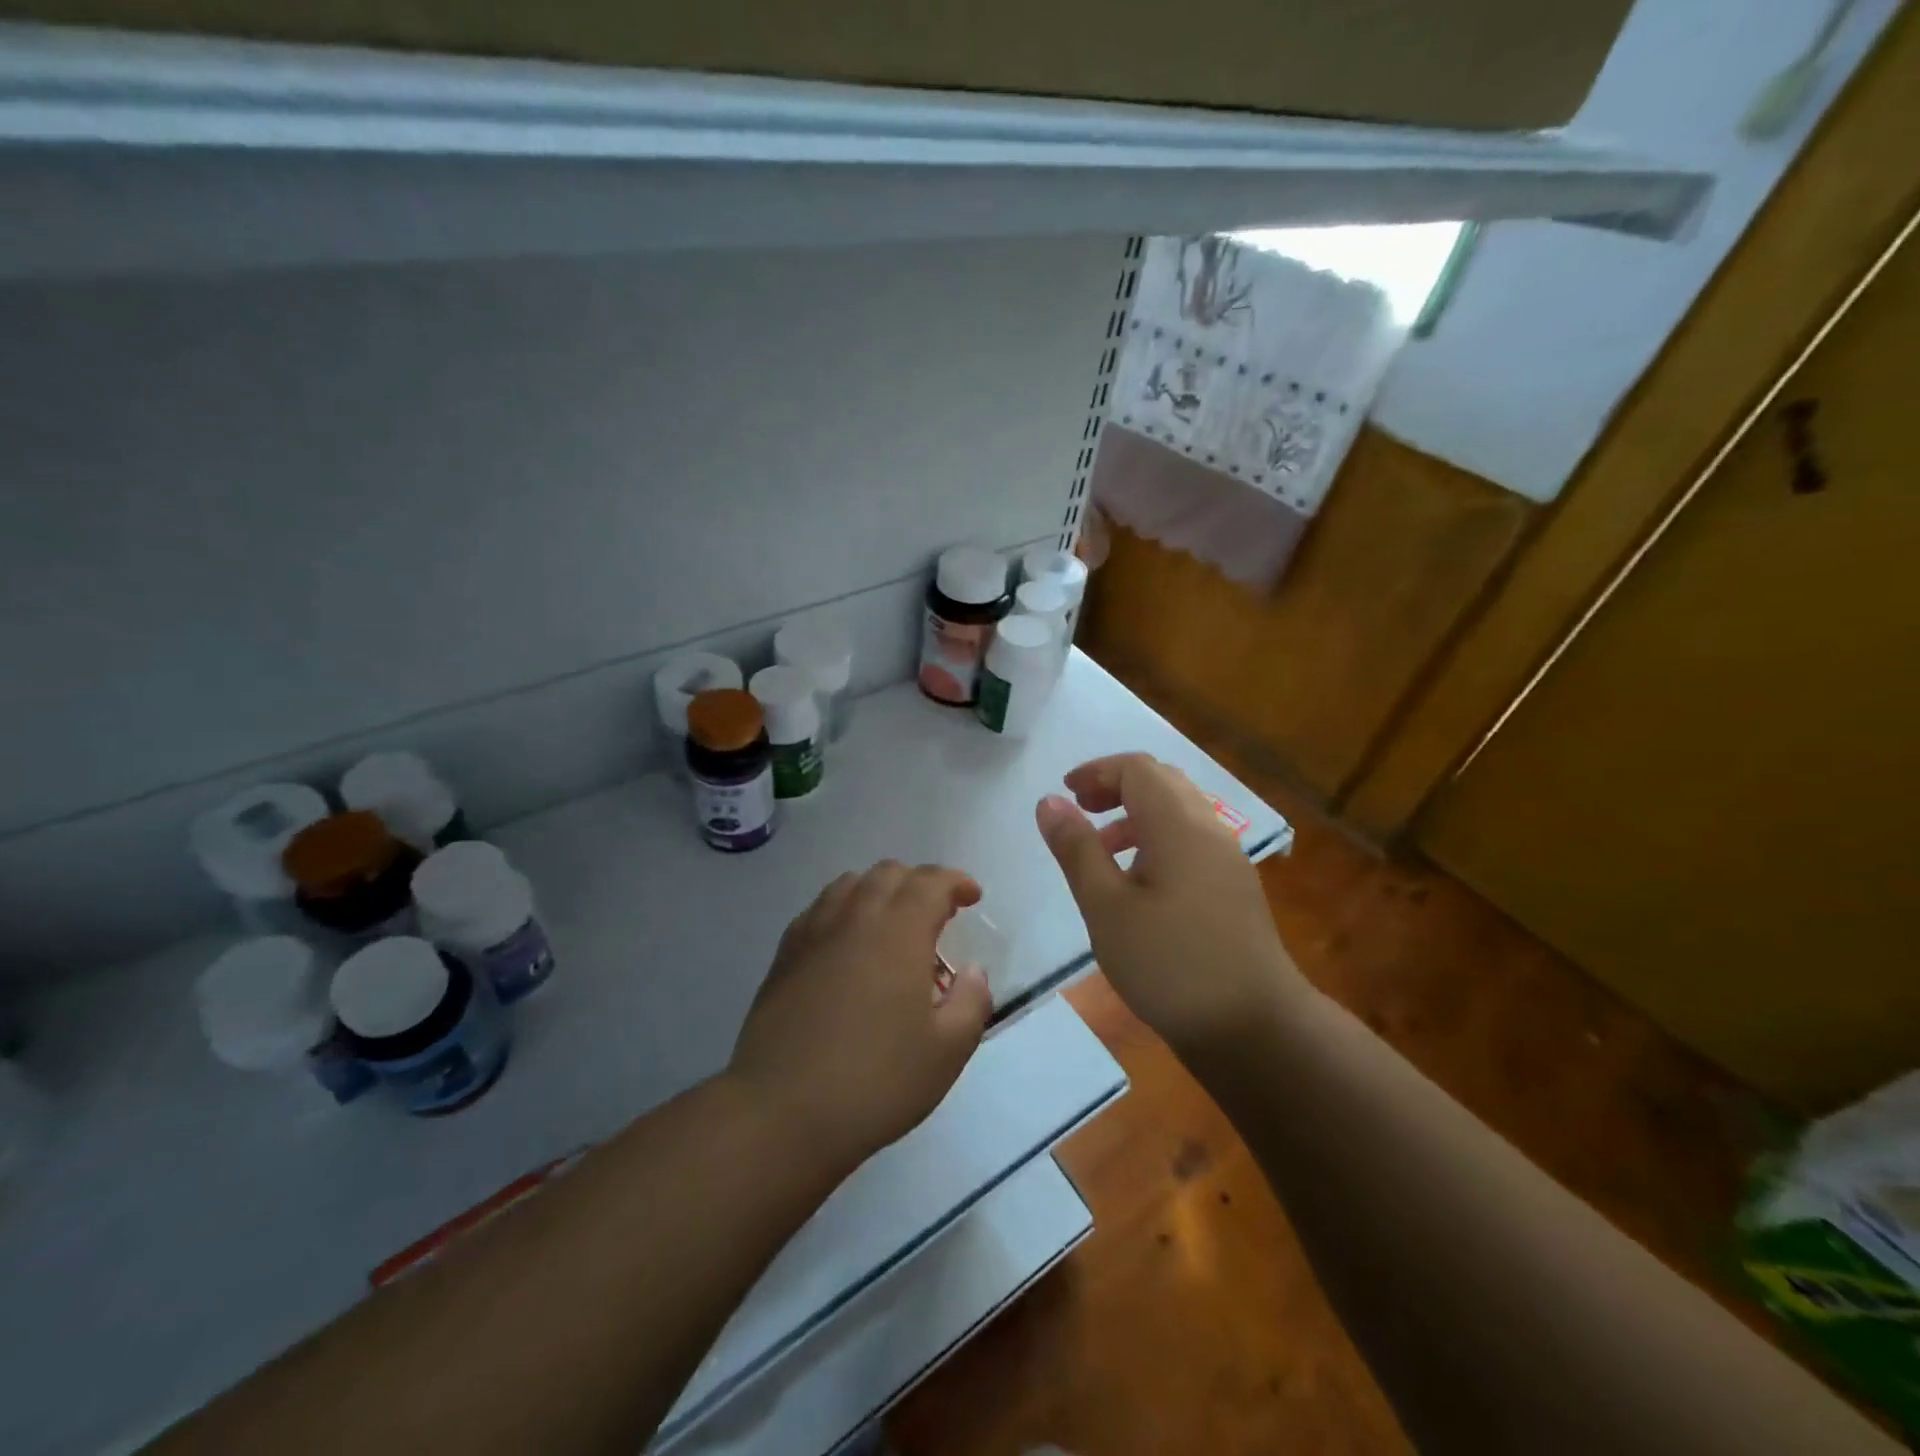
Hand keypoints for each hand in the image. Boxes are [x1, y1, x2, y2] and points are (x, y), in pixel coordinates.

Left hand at [728, 862, 993, 1176]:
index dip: (955, 882)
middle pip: (889, 873)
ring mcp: (813, 932)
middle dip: (919, 883)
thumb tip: (971, 971)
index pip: (931, 882)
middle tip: (937, 915)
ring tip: (892, 925)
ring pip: (850, 884)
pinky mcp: (784, 955)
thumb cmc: (875, 1081)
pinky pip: (820, 909)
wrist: (781, 1112)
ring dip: (880, 891)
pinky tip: (847, 944)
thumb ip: (971, 1002)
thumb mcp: (946, 1052)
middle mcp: (855, 916)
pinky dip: (844, 909)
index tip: (971, 897)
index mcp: (899, 931)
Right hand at [1036, 753, 1304, 1054]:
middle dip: (1116, 786)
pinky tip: (1139, 883)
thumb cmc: (1169, 963)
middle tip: (1082, 811)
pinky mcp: (1234, 887)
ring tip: (1103, 850)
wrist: (1252, 1027)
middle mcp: (1209, 829)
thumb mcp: (1106, 907)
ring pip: (1179, 812)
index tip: (1065, 794)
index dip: (1097, 771)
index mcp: (1178, 825)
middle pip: (1162, 782)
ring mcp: (1227, 859)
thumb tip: (1050, 802)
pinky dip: (1158, 839)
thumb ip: (1077, 849)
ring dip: (1136, 815)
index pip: (1137, 769)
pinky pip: (1191, 840)